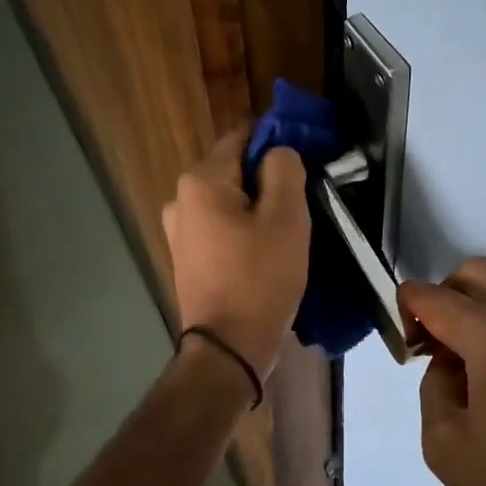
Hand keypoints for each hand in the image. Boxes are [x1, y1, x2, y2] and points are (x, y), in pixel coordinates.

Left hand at [162, 128, 309, 378]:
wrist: (228, 348)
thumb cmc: (260, 278)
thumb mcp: (286, 218)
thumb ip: (285, 170)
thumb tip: (279, 153)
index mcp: (201, 181)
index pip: (243, 137)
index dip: (276, 141)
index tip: (306, 160)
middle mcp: (180, 199)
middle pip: (234, 171)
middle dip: (268, 180)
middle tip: (303, 202)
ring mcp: (179, 232)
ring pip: (229, 202)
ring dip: (258, 208)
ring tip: (289, 231)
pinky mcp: (187, 259)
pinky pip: (221, 229)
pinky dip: (243, 231)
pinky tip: (265, 253)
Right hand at [400, 258, 485, 485]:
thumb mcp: (444, 445)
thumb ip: (433, 386)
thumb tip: (449, 363)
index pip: (432, 295)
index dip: (405, 309)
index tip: (404, 346)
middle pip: (472, 273)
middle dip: (442, 296)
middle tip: (432, 345)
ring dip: (473, 307)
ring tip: (461, 362)